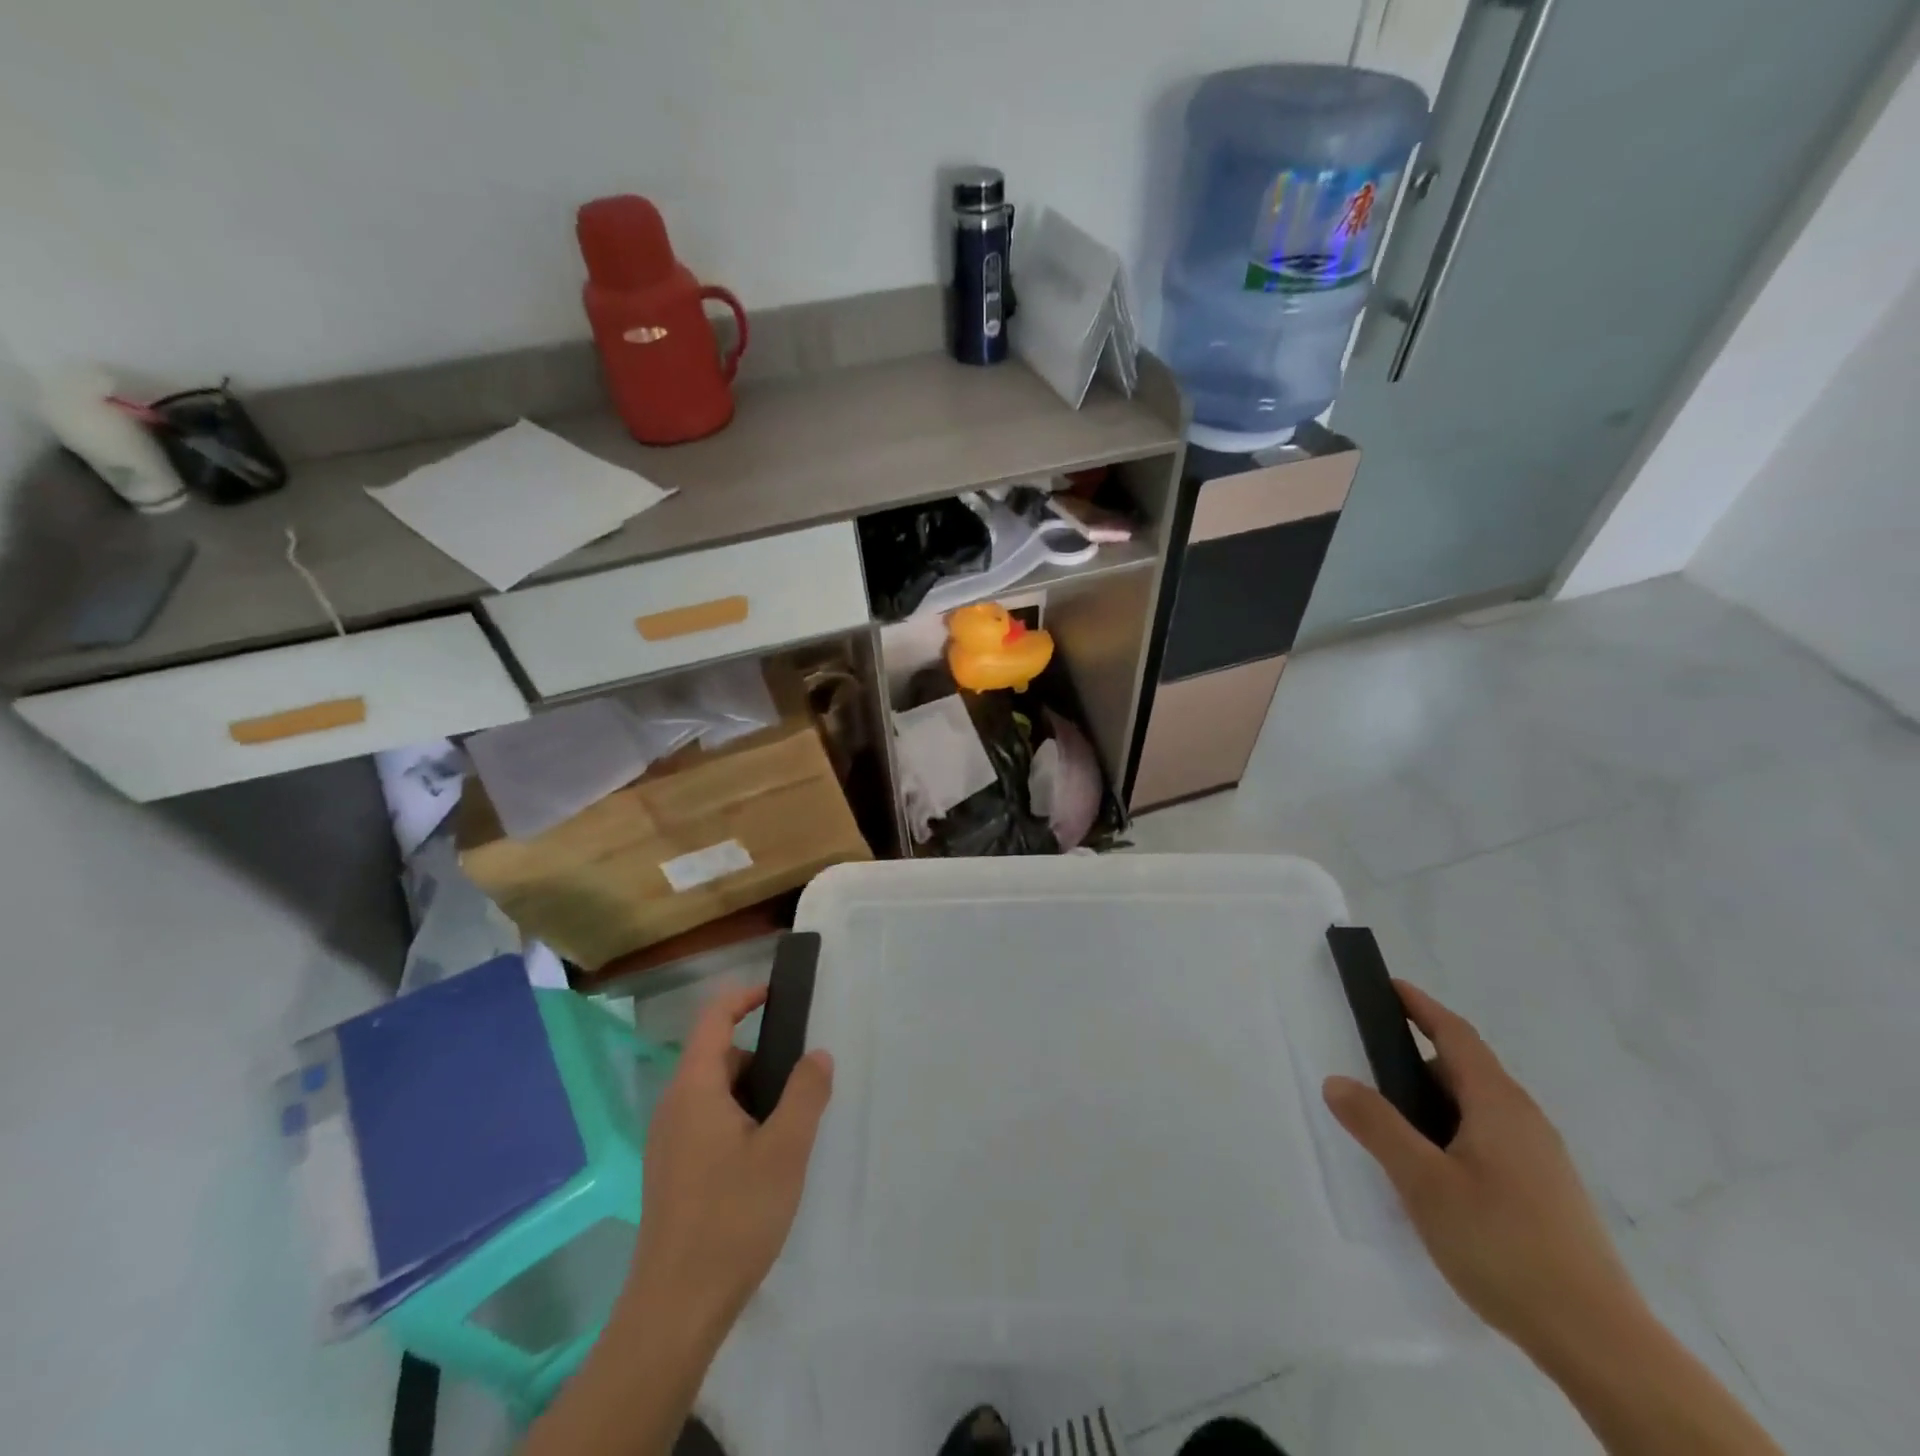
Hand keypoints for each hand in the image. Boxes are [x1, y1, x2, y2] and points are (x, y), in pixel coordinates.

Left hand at [620, 985, 833, 1334]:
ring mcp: (668, 1142)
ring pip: (714, 1094)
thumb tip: (817, 1054)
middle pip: (718, 1057)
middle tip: (802, 1084)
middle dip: (761, 1059)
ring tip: (789, 1128)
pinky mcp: (671, 1172)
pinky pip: (707, 1123)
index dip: (744, 997)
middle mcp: (673, 1107)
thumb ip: (806, 1093)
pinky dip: (738, 1121)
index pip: (713, 1019)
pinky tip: (763, 1162)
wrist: (675, 1309)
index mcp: (694, 1089)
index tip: (779, 995)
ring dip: (752, 1095)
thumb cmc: (732, 1217)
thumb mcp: (785, 1149)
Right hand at [1322, 981, 1642, 1361]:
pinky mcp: (1546, 1194)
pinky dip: (1453, 1132)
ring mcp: (1541, 1160)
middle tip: (1370, 1070)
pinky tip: (1434, 1173)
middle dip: (1416, 1060)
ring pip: (1477, 1108)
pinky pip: (1489, 1139)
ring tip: (1394, 1127)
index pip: (1455, 1036)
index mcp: (1499, 1105)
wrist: (1600, 1343)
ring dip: (1433, 1102)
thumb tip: (1337, 1080)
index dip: (1421, 1007)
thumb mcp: (1423, 1182)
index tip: (1388, 986)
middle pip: (1465, 1070)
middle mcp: (1525, 1121)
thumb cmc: (1503, 1245)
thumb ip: (1377, 1126)